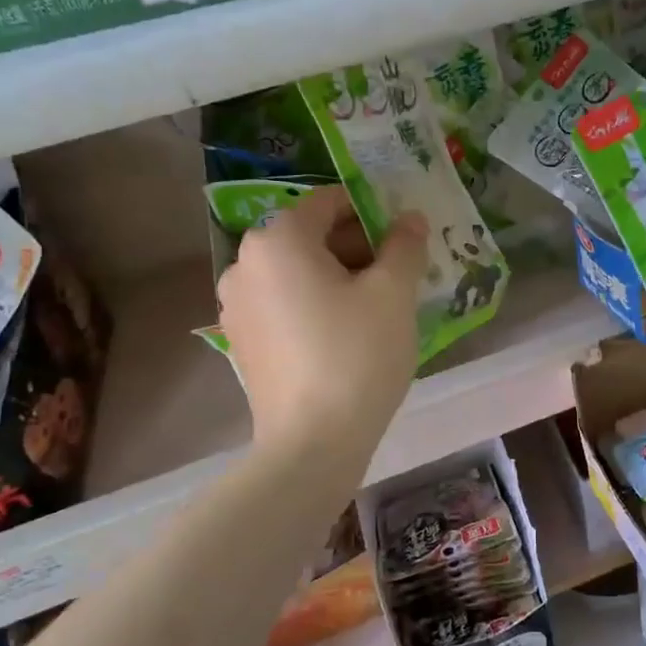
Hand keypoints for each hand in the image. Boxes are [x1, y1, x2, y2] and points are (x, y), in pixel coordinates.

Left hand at [217, 188, 425, 455]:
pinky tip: (342, 335)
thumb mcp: (394, 293)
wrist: (312, 443)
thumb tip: (409, 219)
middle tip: (395, 276)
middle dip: (354, 247)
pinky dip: (313, 304)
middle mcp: (244, 263)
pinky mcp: (241, 340)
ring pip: (295, 272)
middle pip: (308, 236)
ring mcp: (236, 305)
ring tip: (373, 308)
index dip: (371, 213)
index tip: (401, 239)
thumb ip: (404, 245)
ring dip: (335, 277)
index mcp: (278, 239)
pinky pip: (282, 303)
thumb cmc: (357, 355)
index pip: (328, 203)